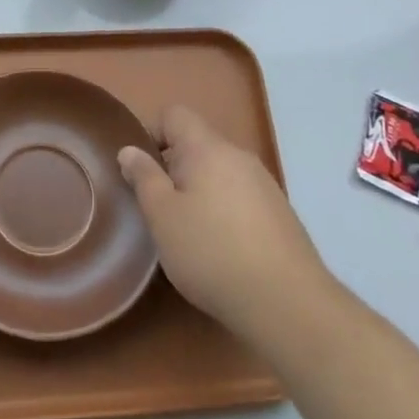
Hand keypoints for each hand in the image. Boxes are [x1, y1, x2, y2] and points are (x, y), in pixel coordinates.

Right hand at [118, 105, 325, 344]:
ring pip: (219, 172)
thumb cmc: (212, 252)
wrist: (288, 303)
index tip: (140, 170)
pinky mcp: (280, 214)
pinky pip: (240, 196)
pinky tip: (220, 250)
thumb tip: (130, 150)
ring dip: (199, 191)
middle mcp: (239, 156)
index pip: (174, 115)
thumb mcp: (162, 216)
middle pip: (197, 144)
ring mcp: (264, 184)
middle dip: (174, 168)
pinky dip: (224, 211)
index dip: (151, 133)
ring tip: (188, 232)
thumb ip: (144, 178)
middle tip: (158, 208)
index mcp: (208, 148)